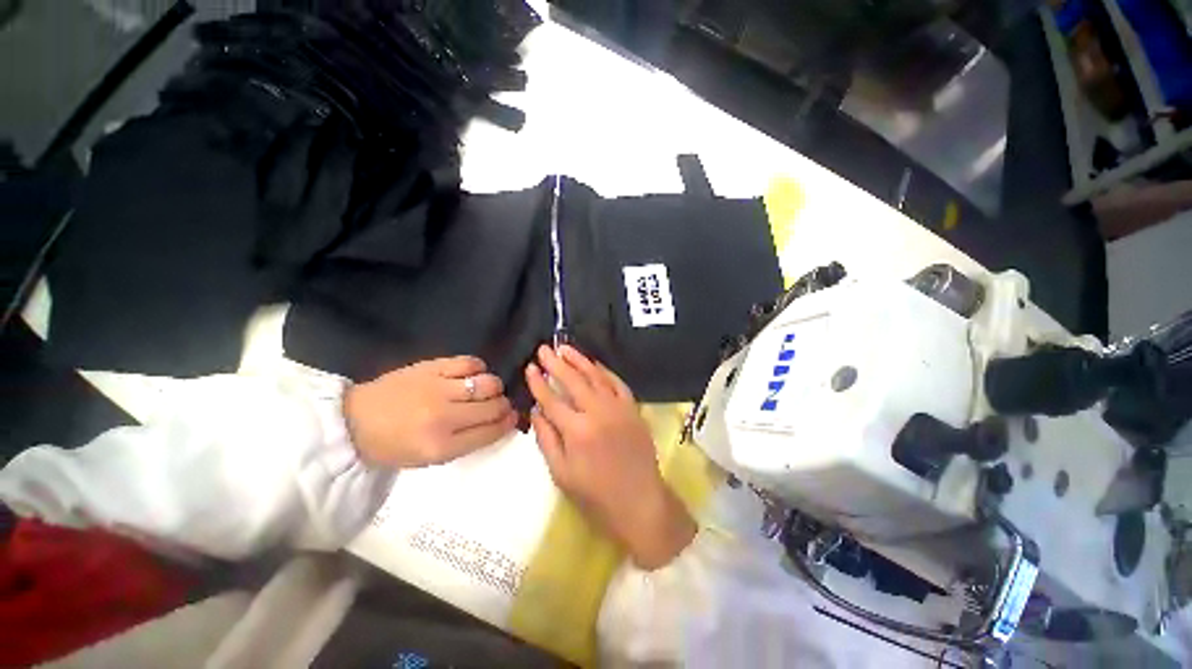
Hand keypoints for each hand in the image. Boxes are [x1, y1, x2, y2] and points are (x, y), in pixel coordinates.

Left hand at [344, 356, 516, 467]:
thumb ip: (468, 441)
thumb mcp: (430, 458)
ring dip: (495, 387)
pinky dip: (479, 368)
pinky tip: (473, 374)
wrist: (353, 421)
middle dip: (504, 405)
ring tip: (487, 389)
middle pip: (494, 406)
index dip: (508, 423)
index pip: (491, 431)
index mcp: (441, 446)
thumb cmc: (394, 446)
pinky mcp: (431, 367)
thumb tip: (501, 422)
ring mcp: (438, 388)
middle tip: (500, 404)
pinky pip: (470, 362)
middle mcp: (444, 417)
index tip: (513, 417)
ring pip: (488, 383)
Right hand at [526, 345, 695, 569]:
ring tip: (565, 348)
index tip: (530, 367)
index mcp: (577, 431)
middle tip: (544, 349)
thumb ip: (546, 438)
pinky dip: (604, 371)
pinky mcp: (633, 409)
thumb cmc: (595, 494)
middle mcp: (598, 413)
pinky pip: (617, 383)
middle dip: (556, 363)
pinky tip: (594, 363)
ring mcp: (619, 408)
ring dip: (580, 360)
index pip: (552, 399)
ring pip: (596, 376)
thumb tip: (535, 411)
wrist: (639, 501)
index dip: (538, 382)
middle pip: (573, 381)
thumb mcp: (561, 473)